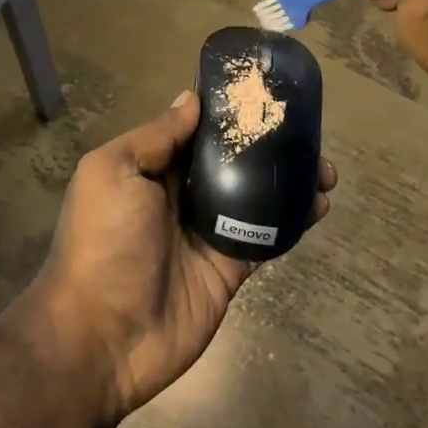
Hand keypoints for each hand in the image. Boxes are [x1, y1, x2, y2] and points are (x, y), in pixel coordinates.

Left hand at [28, 91, 334, 423]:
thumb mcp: (113, 172)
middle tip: (305, 130)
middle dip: (265, 145)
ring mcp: (207, 232)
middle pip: (230, 161)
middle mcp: (180, 195)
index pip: (194, 131)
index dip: (225, 113)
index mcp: (150, 168)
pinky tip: (319, 204)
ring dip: (287, 181)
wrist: (104, 334)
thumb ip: (155, 137)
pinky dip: (293, 220)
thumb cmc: (103, 240)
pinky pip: (266, 237)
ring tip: (324, 168)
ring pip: (255, 196)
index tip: (262, 92)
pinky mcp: (230, 266)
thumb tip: (191, 98)